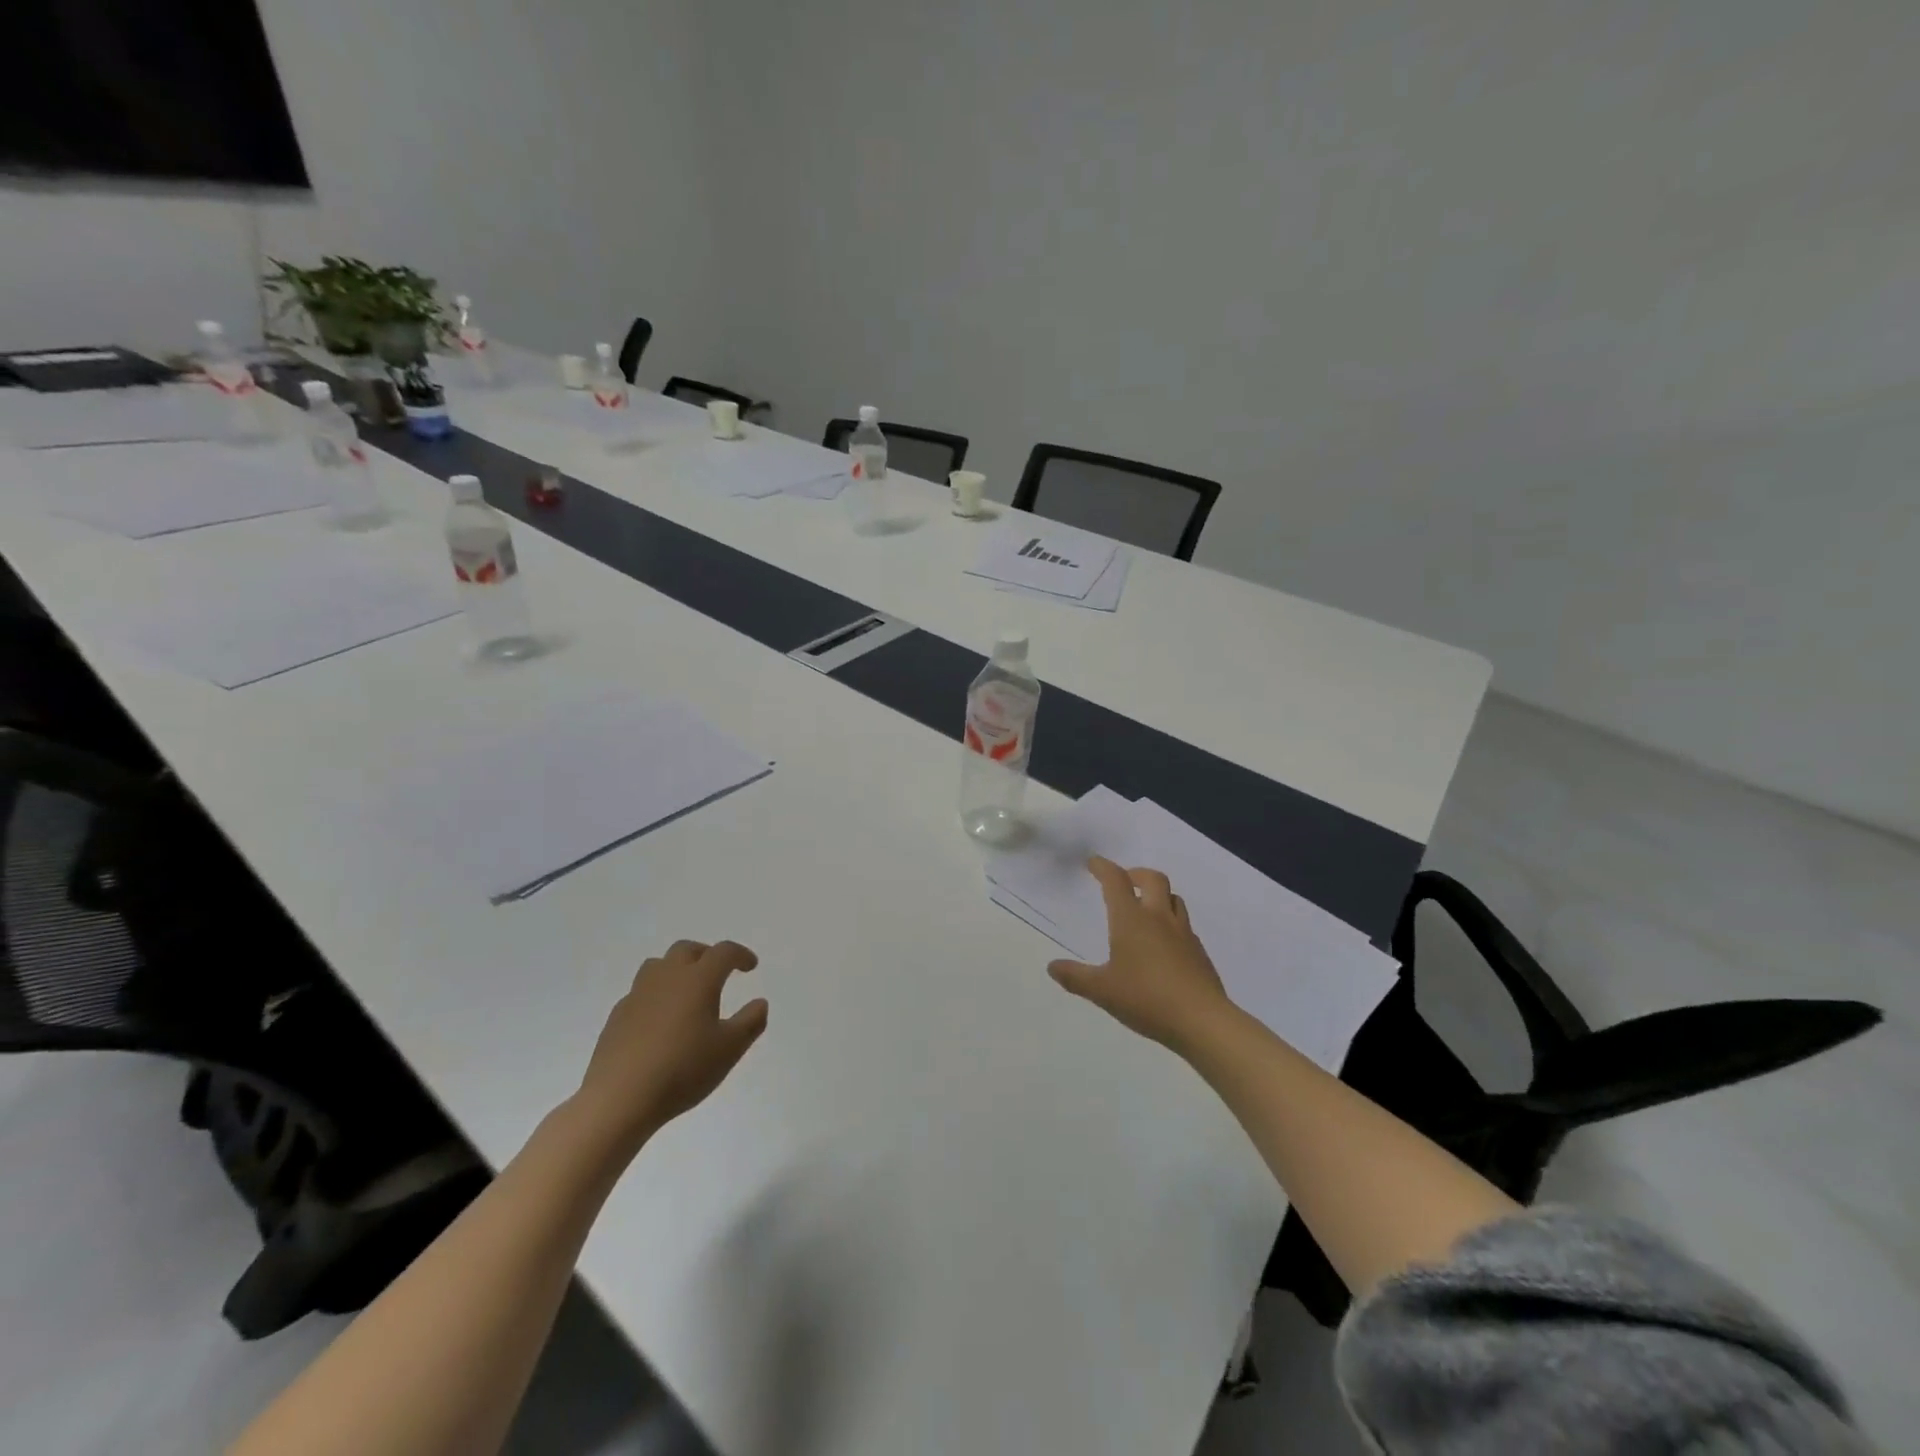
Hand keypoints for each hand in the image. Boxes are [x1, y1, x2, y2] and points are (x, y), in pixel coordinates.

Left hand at [574, 939, 767, 1151]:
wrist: (620, 1099)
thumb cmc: (683, 1069)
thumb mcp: (730, 1049)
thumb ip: (750, 1022)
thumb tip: (760, 1003)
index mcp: (698, 980)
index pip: (723, 952)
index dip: (740, 955)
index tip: (751, 966)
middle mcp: (667, 978)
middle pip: (687, 950)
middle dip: (706, 955)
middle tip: (719, 972)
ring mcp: (637, 995)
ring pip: (658, 965)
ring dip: (677, 969)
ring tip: (687, 991)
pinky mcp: (617, 1016)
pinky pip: (640, 992)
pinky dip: (656, 995)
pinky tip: (660, 1020)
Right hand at [1048, 857, 1233, 1055]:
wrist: (1202, 1020)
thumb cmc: (1146, 998)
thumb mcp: (1102, 990)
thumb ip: (1075, 977)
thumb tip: (1052, 967)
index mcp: (1131, 920)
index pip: (1116, 881)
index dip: (1103, 867)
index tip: (1093, 863)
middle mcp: (1158, 918)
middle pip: (1152, 879)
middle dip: (1135, 874)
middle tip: (1124, 881)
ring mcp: (1183, 933)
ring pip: (1173, 898)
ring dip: (1158, 894)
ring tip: (1146, 908)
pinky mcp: (1199, 952)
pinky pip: (1184, 925)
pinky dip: (1171, 922)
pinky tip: (1164, 943)